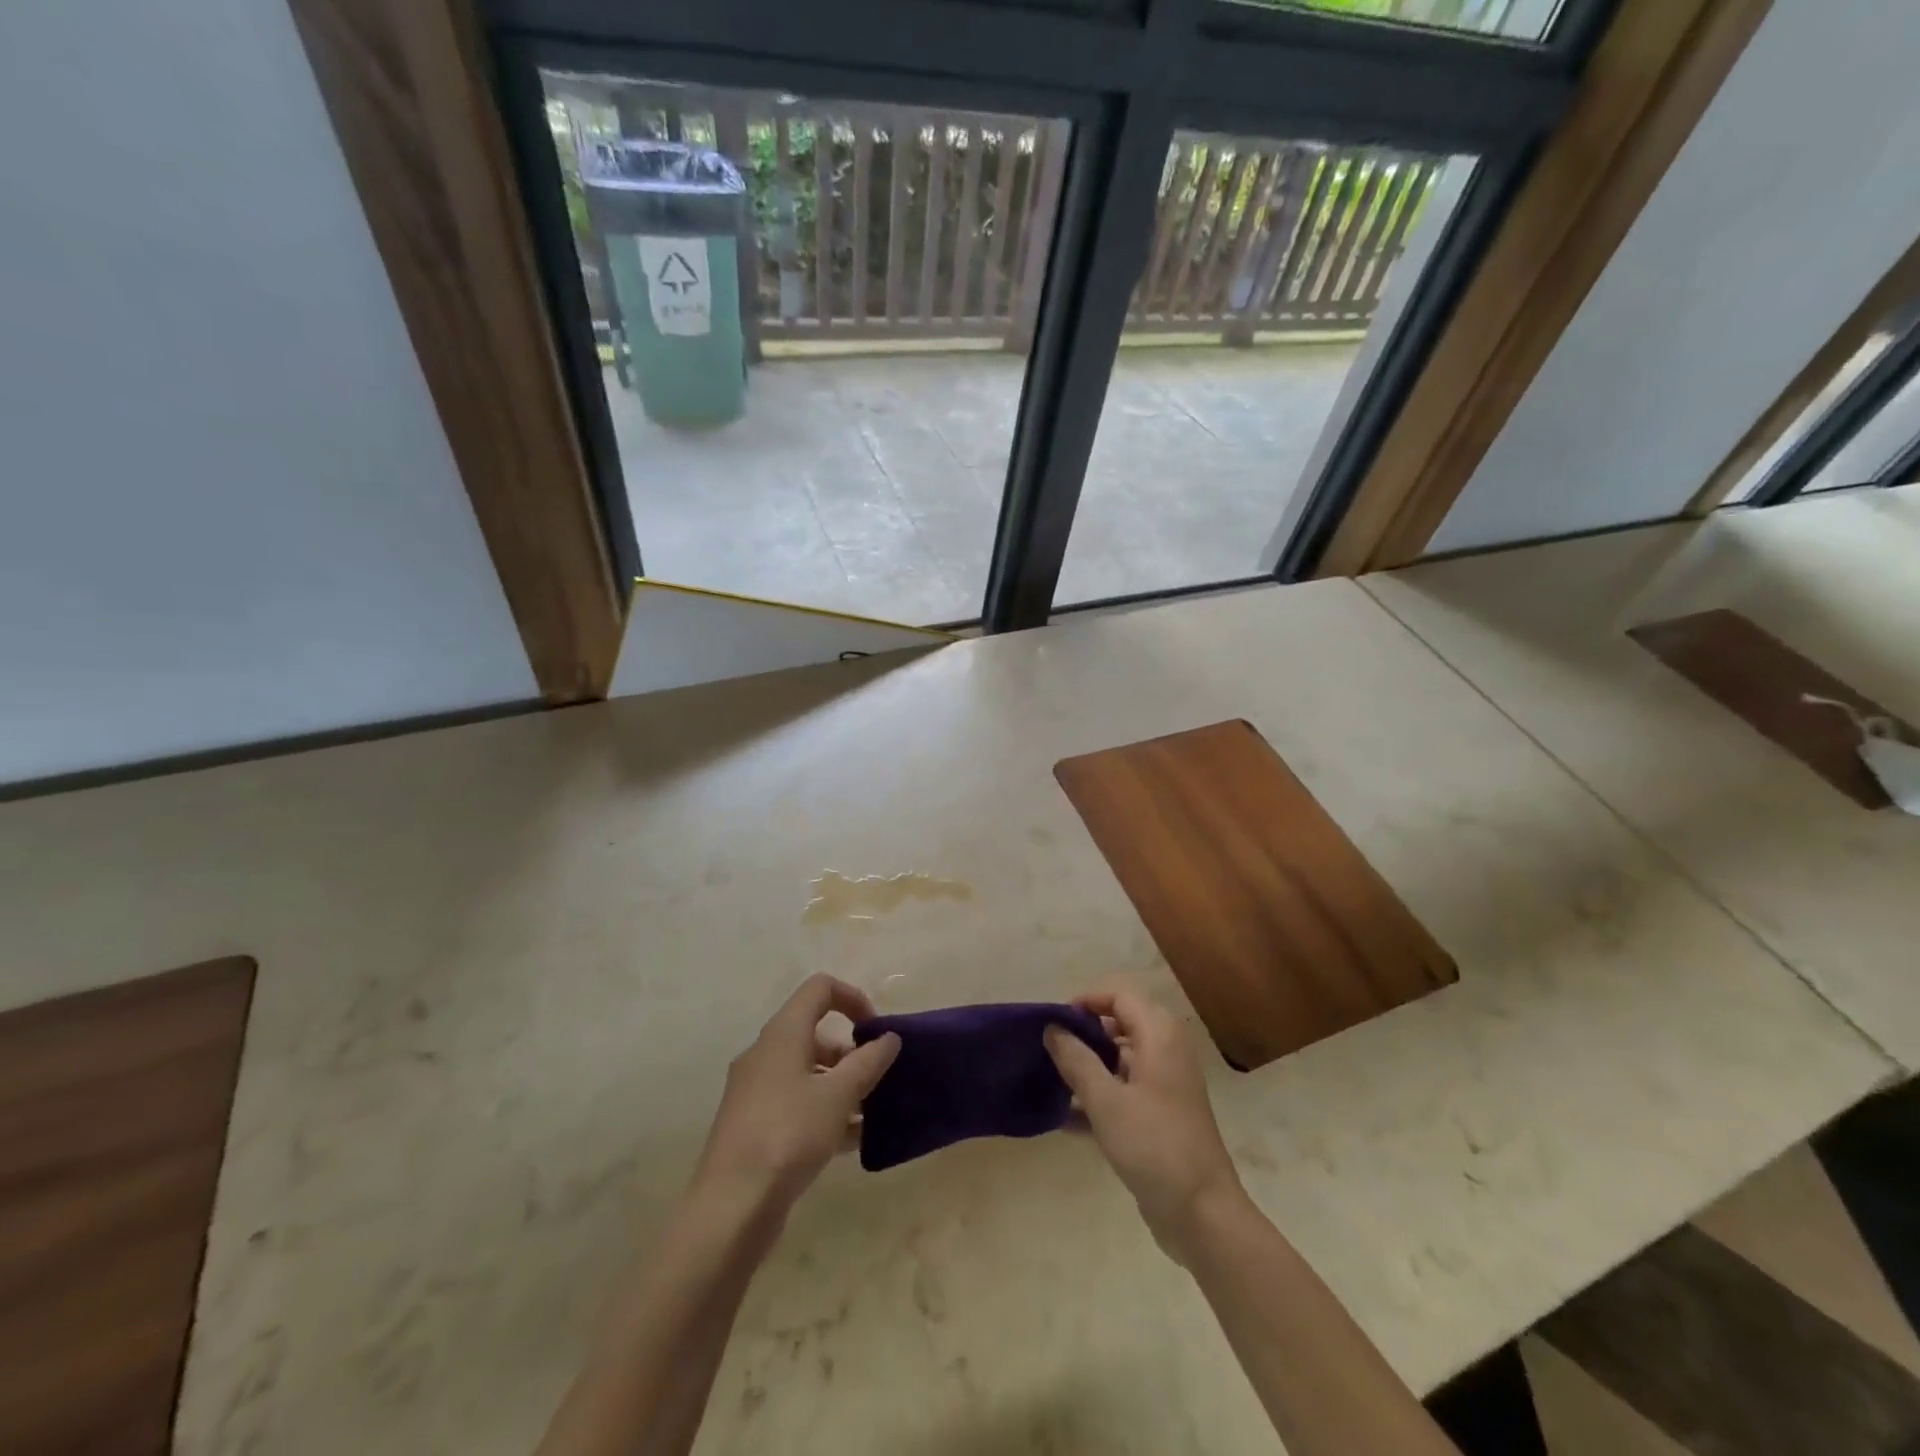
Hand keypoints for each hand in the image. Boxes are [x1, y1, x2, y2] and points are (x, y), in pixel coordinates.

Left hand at [693, 974, 899, 1211]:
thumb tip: (888, 1038)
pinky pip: (797, 1103)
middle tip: (877, 1078)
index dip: (853, 998)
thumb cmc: (789, 1135)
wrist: (731, 1206)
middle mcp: (765, 1054)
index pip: (820, 989)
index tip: (875, 1030)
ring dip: (841, 1085)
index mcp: (782, 1034)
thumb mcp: (838, 1095)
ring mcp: (756, 1091)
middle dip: (851, 1051)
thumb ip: (868, 1062)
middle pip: (814, 1032)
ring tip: (871, 1114)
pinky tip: (851, 1141)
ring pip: (807, 1072)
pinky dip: (824, 1111)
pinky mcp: (754, 1125)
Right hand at [1045, 987, 1246, 1263]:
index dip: (1086, 1000)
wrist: (1203, 1215)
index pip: (1119, 995)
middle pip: (1120, 1024)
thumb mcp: (1106, 1101)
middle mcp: (1166, 1052)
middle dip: (1084, 1033)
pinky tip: (1065, 1117)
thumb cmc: (1154, 1146)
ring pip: (1120, 1059)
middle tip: (1051, 1050)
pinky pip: (1124, 1091)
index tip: (1055, 1022)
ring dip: (1088, 1066)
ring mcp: (1166, 1085)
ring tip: (1051, 1080)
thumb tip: (1053, 1028)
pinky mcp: (1161, 1116)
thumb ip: (1076, 1060)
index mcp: (1159, 1036)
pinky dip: (1099, 1096)